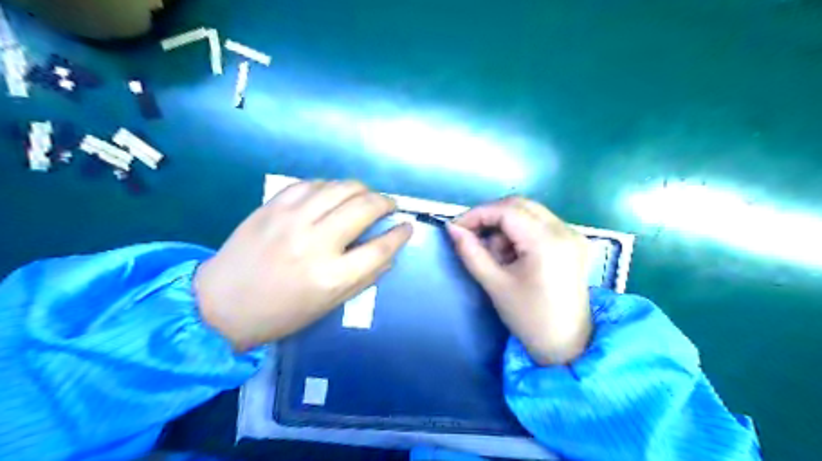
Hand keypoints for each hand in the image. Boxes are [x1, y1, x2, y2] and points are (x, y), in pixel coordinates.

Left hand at [193, 180, 411, 349]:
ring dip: (361, 189)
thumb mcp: (329, 304)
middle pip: (364, 207)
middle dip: (385, 202)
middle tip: (389, 205)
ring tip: (365, 196)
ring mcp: (291, 219)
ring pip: (340, 187)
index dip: (399, 234)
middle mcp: (315, 242)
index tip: (407, 226)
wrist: (221, 304)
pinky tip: (333, 194)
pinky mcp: (273, 206)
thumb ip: (364, 277)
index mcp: (331, 276)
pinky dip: (330, 186)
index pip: (380, 248)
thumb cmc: (280, 313)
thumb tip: (389, 252)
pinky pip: (311, 183)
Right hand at [448, 196, 590, 364]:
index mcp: (547, 242)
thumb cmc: (528, 318)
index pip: (506, 210)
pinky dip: (521, 231)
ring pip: (529, 212)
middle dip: (491, 217)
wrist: (567, 344)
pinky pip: (540, 223)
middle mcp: (565, 230)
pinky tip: (515, 255)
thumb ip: (470, 251)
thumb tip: (451, 228)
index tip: (457, 227)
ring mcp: (573, 234)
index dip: (477, 214)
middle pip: (519, 205)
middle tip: (472, 236)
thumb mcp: (494, 284)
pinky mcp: (574, 241)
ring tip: (498, 256)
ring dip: (506, 226)